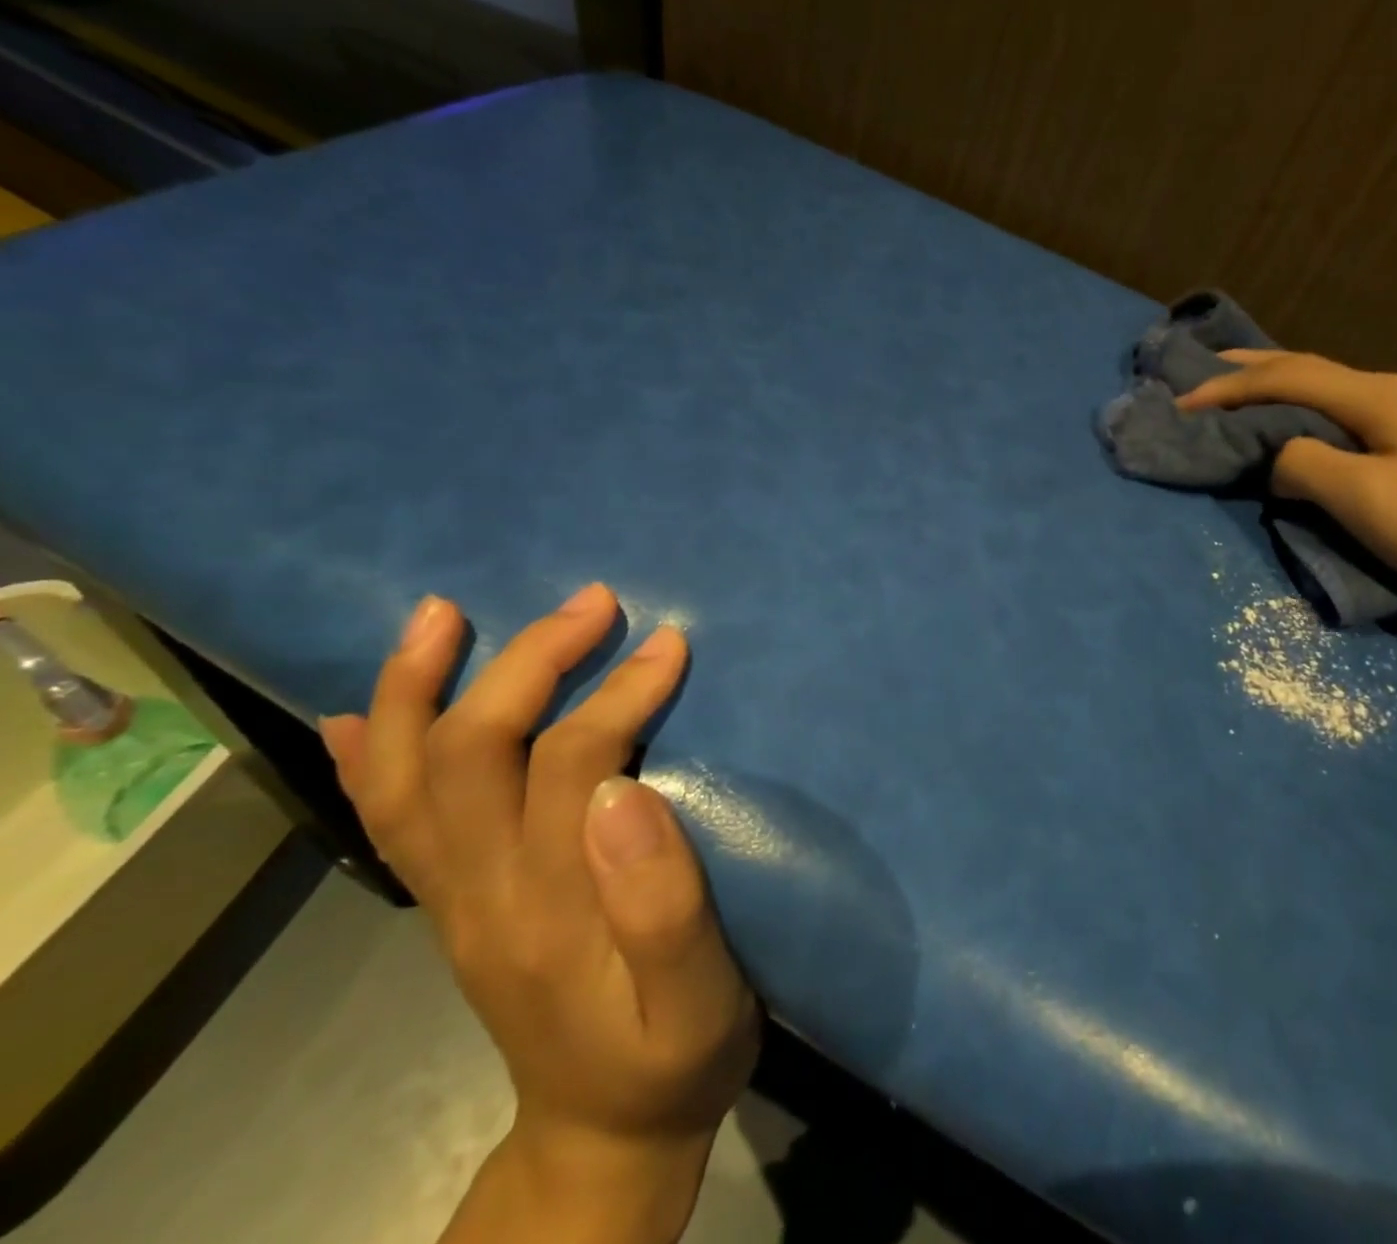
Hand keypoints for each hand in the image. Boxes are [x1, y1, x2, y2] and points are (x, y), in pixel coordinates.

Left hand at [319, 584, 758, 1240]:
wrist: (604, 1138)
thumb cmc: (673, 1058)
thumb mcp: (699, 1001)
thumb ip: (664, 904)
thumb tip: (625, 790)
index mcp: (551, 904)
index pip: (568, 762)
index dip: (617, 693)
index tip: (669, 644)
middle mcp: (480, 890)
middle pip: (471, 749)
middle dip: (528, 661)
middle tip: (591, 602)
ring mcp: (451, 896)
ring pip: (404, 776)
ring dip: (415, 686)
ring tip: (439, 615)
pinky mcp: (448, 903)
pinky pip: (386, 822)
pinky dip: (364, 758)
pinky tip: (355, 715)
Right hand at [1177, 352, 1396, 607]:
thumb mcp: (1361, 496)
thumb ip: (1302, 463)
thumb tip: (1279, 457)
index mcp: (1377, 396)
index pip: (1286, 377)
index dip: (1227, 387)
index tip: (1179, 403)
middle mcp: (1393, 392)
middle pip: (1308, 368)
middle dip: (1250, 368)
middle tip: (1202, 369)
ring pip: (1327, 389)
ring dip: (1277, 386)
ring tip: (1238, 390)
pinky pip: (1343, 414)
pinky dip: (1303, 410)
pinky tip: (1296, 422)